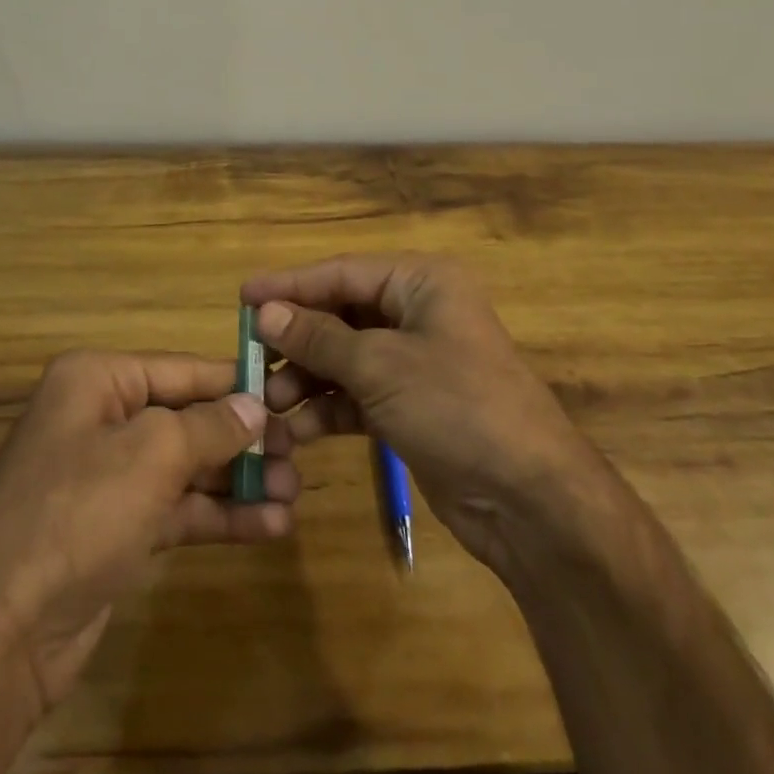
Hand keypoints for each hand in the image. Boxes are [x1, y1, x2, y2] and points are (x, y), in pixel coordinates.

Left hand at [0, 349, 298, 705]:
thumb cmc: (77, 513)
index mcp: (97, 380)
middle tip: (299, 453)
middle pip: (186, 418)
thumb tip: (255, 406)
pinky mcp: (114, 530)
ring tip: (292, 492)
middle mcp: (100, 420)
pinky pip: (175, 510)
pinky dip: (217, 516)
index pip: (181, 370)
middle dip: (242, 438)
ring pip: (185, 467)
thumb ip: (210, 425)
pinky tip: (268, 526)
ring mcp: (106, 479)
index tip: (288, 393)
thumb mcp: (152, 455)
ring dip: (237, 480)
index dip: (235, 381)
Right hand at [242, 255, 584, 573]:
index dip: (290, 285)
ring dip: (307, 380)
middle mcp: (417, 313)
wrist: (531, 501)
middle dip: (297, 339)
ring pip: (345, 358)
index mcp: (421, 282)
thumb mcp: (381, 366)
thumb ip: (319, 338)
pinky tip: (298, 431)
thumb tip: (266, 312)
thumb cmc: (457, 407)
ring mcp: (415, 362)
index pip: (342, 272)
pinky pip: (357, 395)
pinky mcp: (411, 406)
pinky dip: (329, 409)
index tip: (242, 297)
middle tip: (249, 357)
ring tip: (269, 404)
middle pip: (341, 315)